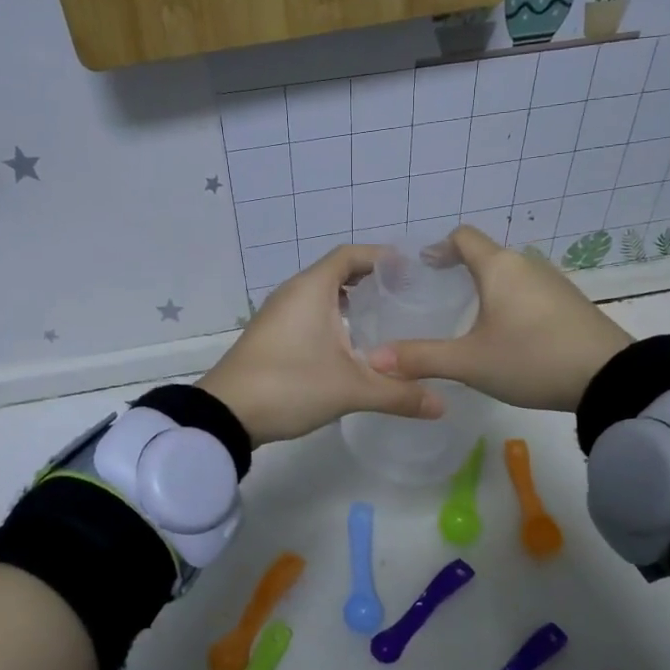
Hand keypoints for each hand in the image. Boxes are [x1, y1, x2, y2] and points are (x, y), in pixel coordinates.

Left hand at [198, 245, 442, 444]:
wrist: (226, 414)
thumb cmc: (290, 385)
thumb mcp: (351, 389)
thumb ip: (399, 393)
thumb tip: (442, 405)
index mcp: (312, 289)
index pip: (350, 255)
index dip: (381, 257)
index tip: (411, 269)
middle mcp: (293, 293)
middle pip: (336, 272)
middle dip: (370, 280)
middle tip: (404, 297)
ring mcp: (277, 315)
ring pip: (320, 295)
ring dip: (349, 301)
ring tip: (384, 320)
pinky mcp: (270, 336)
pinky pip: (307, 314)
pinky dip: (332, 318)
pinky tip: (350, 346)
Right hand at [366, 225, 631, 411]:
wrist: (608, 377)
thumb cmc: (531, 358)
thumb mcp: (469, 362)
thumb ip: (421, 358)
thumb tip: (375, 359)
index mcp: (499, 267)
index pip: (463, 237)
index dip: (439, 247)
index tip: (423, 267)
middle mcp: (526, 264)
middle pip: (487, 255)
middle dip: (461, 271)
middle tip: (440, 298)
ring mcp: (554, 283)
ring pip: (510, 275)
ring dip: (488, 288)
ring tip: (471, 319)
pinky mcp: (571, 303)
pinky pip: (530, 292)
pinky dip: (512, 302)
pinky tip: (509, 334)